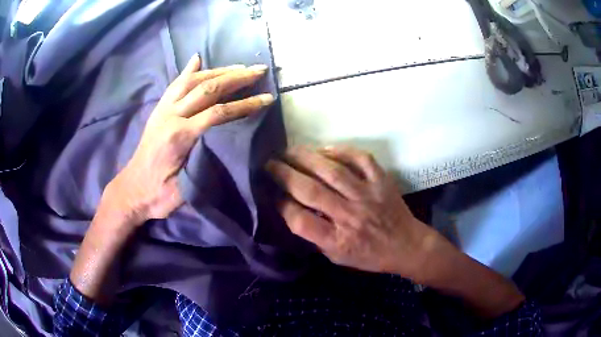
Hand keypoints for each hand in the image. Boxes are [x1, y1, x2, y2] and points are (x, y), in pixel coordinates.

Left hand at [105, 54, 273, 223]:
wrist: (131, 191)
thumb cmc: (159, 195)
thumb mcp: (185, 187)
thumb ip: (203, 160)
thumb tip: (226, 141)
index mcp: (179, 136)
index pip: (218, 112)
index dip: (245, 104)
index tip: (267, 98)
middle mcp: (171, 116)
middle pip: (207, 89)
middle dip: (236, 78)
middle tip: (258, 70)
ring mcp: (163, 110)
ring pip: (192, 81)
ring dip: (217, 70)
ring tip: (238, 66)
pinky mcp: (158, 110)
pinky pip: (174, 85)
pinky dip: (188, 71)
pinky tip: (198, 60)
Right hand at [266, 146, 438, 280]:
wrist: (406, 245)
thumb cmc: (369, 255)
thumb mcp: (337, 257)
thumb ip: (315, 236)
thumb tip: (291, 210)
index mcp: (338, 241)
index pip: (300, 221)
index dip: (280, 205)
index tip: (270, 193)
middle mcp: (350, 216)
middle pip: (311, 190)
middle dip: (284, 174)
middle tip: (269, 163)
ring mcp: (368, 195)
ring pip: (331, 170)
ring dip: (305, 157)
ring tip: (288, 151)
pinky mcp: (381, 180)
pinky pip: (359, 158)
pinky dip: (340, 150)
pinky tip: (324, 149)